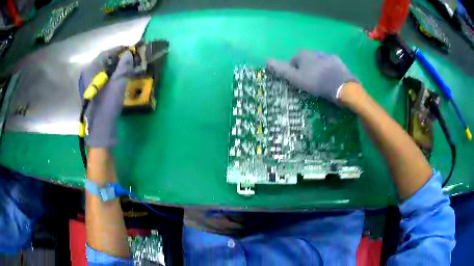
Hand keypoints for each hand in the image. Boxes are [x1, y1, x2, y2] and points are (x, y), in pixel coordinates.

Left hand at [79, 48, 132, 147]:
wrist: (100, 128)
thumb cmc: (108, 104)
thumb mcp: (118, 83)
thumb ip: (124, 66)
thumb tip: (129, 54)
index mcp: (91, 69)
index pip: (106, 53)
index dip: (118, 49)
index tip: (130, 48)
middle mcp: (87, 74)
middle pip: (103, 61)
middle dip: (117, 58)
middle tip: (129, 58)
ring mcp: (88, 84)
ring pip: (102, 69)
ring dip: (114, 66)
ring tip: (125, 67)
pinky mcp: (91, 91)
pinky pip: (101, 77)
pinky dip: (110, 75)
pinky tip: (117, 78)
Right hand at [267, 50, 357, 103]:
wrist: (341, 86)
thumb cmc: (315, 82)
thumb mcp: (295, 78)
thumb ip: (282, 70)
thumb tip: (267, 61)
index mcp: (303, 54)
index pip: (293, 61)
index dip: (293, 72)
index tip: (297, 83)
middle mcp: (315, 51)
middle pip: (306, 62)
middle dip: (305, 71)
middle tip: (308, 84)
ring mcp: (328, 56)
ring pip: (318, 64)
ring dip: (317, 71)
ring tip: (320, 84)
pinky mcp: (338, 63)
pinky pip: (329, 67)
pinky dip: (328, 73)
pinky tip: (330, 81)